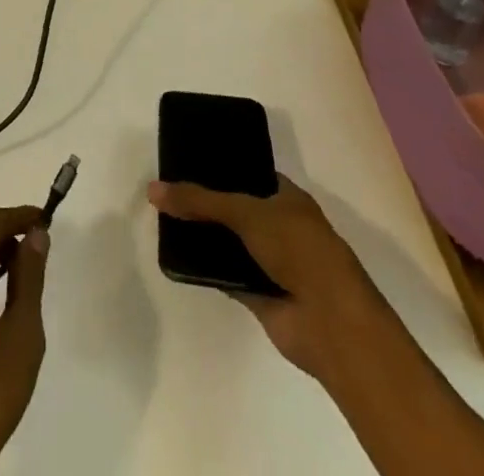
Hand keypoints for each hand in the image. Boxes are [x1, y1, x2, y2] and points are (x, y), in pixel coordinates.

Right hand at [148, 175, 378, 387]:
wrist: (330, 323)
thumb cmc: (298, 250)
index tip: (187, 161)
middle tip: (168, 190)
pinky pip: (226, 273)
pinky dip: (206, 268)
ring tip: (164, 218)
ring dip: (205, 236)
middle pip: (235, 208)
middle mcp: (280, 227)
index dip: (220, 167)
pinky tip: (177, 256)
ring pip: (229, 242)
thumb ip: (200, 201)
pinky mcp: (259, 294)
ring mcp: (271, 262)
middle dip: (206, 202)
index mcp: (288, 198)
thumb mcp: (246, 212)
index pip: (248, 174)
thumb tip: (153, 189)